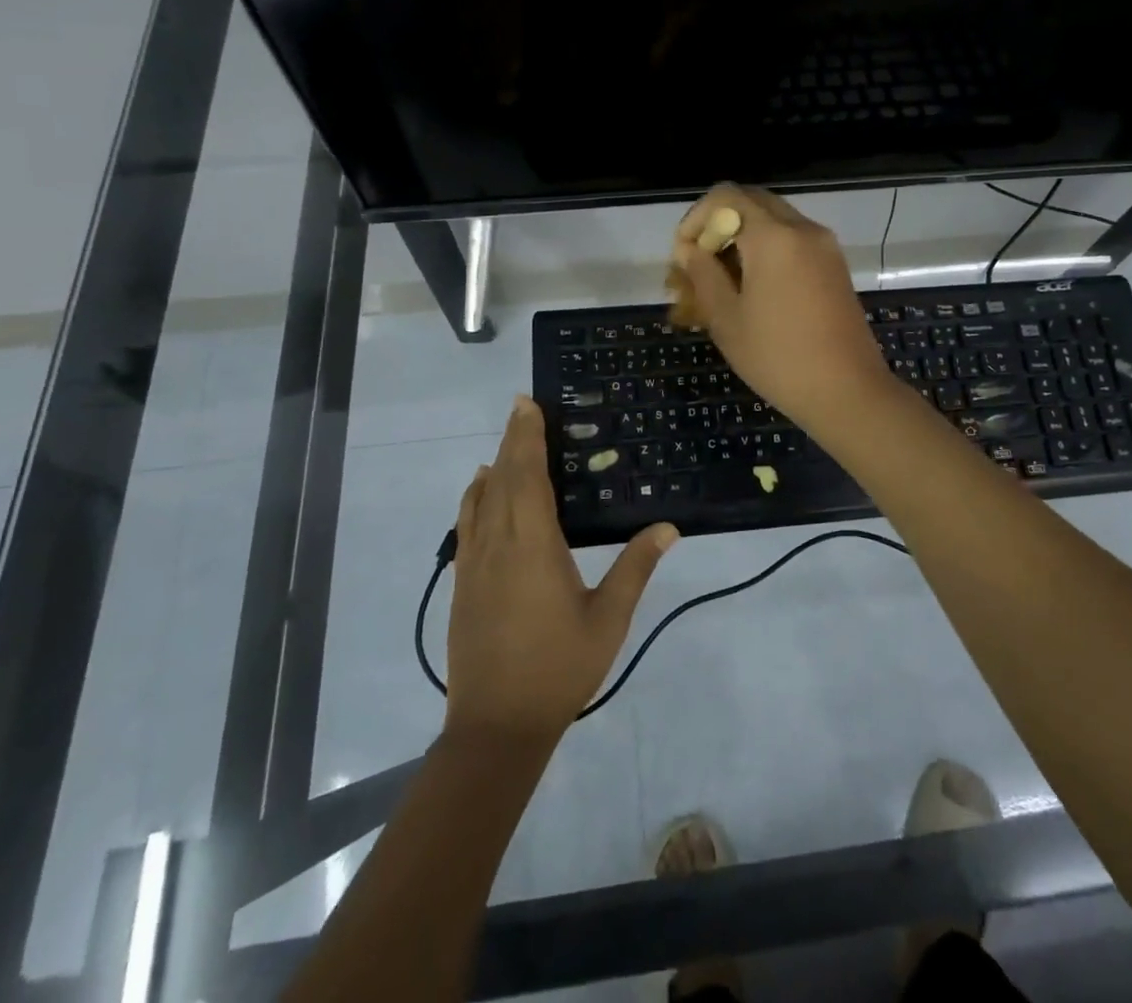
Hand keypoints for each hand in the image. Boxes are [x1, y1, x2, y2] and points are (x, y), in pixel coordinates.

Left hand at [445, 395, 678, 744]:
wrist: (496, 726)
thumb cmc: (559, 668)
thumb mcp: (608, 619)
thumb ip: (636, 568)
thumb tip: (668, 527)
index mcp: (534, 545)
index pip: (527, 476)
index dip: (526, 437)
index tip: (528, 404)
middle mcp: (498, 544)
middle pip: (501, 478)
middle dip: (512, 440)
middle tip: (522, 408)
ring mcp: (475, 564)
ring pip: (480, 499)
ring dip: (494, 465)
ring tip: (508, 442)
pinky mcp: (463, 583)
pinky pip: (467, 524)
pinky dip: (475, 498)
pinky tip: (481, 492)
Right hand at [672, 184, 897, 430]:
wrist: (847, 391)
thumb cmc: (778, 357)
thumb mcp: (727, 319)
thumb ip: (703, 274)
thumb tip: (688, 249)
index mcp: (774, 236)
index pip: (726, 196)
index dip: (696, 219)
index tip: (685, 256)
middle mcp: (803, 229)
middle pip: (752, 202)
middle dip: (719, 226)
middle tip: (701, 265)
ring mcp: (825, 246)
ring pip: (774, 221)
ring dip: (743, 238)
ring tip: (723, 281)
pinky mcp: (835, 266)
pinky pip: (794, 241)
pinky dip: (768, 251)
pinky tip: (754, 290)